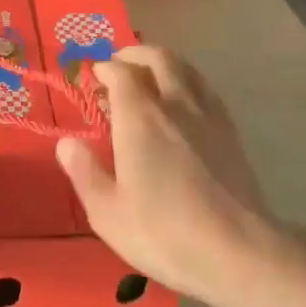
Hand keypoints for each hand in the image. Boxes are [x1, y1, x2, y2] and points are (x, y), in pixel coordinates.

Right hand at [56, 47, 271, 301]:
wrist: (239, 251)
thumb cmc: (165, 232)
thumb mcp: (108, 212)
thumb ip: (84, 172)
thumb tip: (66, 142)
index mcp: (140, 117)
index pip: (121, 73)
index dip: (104, 69)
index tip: (93, 76)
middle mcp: (175, 104)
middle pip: (158, 58)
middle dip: (135, 54)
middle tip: (119, 64)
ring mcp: (208, 115)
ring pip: (186, 68)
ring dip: (164, 62)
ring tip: (150, 74)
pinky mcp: (231, 132)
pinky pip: (205, 89)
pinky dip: (188, 81)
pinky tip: (184, 101)